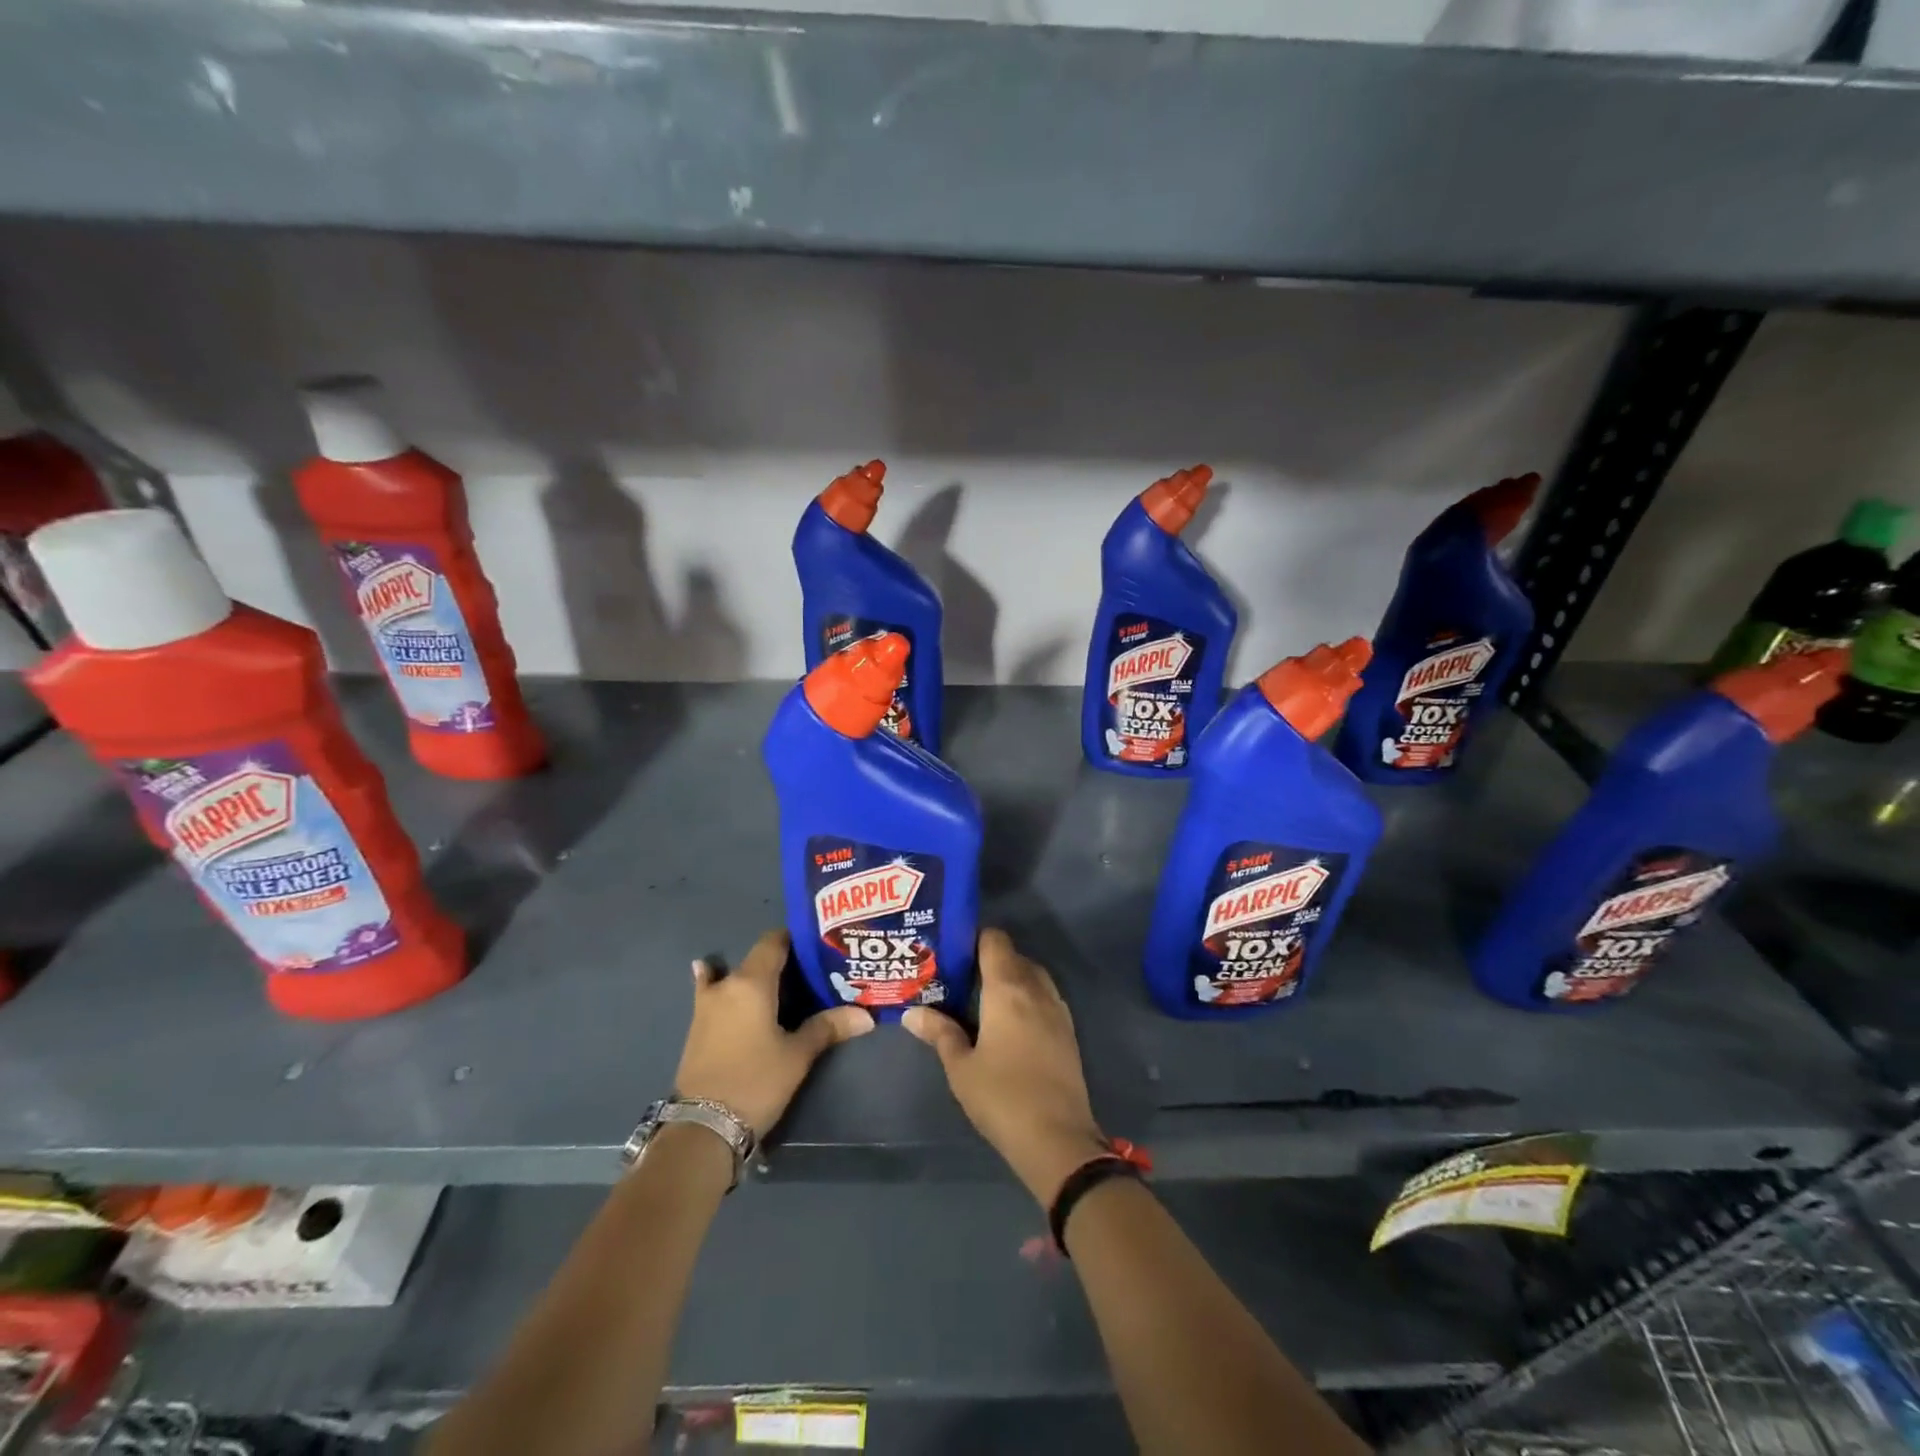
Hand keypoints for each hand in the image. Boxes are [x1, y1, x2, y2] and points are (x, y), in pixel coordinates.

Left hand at [675, 929, 873, 1137]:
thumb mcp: (797, 1055)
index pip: (773, 942)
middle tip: (811, 972)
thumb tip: (866, 1015)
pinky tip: (710, 975)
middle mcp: (727, 985)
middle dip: (781, 962)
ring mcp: (706, 1005)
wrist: (703, 1128)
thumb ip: (828, 1027)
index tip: (818, 945)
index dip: (795, 938)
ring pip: (734, 977)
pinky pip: (710, 992)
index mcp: (752, 982)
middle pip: (757, 960)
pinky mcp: (697, 1027)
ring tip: (778, 983)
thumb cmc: (756, 1082)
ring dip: (753, 976)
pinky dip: (714, 982)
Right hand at [904, 929, 1109, 1205]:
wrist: (1058, 1139)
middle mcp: (1036, 988)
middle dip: (988, 961)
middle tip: (960, 979)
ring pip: (1032, 976)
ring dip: (1010, 979)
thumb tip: (913, 1012)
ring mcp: (1057, 1009)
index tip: (951, 952)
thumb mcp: (960, 1067)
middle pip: (1013, 955)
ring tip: (981, 1000)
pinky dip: (1027, 998)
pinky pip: (1044, 997)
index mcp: (1008, 988)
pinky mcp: (1068, 1031)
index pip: (994, 940)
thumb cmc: (1002, 1097)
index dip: (973, 938)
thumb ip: (940, 1032)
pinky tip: (1008, 1024)